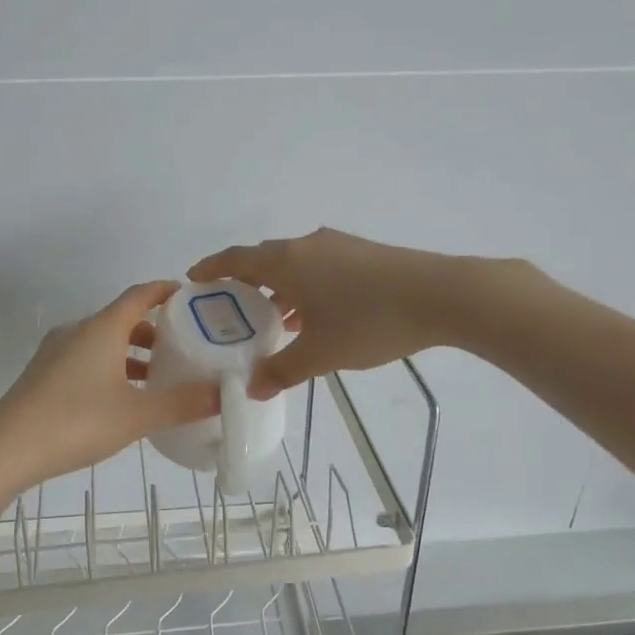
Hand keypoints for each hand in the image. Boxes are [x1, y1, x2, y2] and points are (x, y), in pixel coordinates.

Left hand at [0, 281, 219, 491]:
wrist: (4, 450)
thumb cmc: (76, 422)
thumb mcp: (137, 416)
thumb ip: (182, 403)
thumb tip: (223, 393)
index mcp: (101, 329)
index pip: (139, 295)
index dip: (165, 291)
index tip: (190, 296)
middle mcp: (77, 331)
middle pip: (121, 319)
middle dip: (154, 330)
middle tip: (183, 347)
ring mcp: (55, 353)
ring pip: (102, 342)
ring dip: (131, 353)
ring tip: (157, 377)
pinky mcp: (43, 375)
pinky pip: (85, 358)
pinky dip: (110, 367)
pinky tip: (121, 398)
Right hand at [189, 228, 470, 399]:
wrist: (442, 295)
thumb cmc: (369, 321)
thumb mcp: (321, 353)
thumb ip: (281, 370)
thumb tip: (251, 388)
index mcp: (287, 262)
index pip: (236, 259)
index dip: (211, 268)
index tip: (192, 280)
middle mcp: (307, 246)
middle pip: (264, 259)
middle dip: (244, 283)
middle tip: (230, 311)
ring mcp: (338, 247)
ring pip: (294, 265)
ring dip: (278, 289)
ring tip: (271, 322)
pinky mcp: (364, 254)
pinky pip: (319, 268)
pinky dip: (305, 288)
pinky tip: (315, 317)